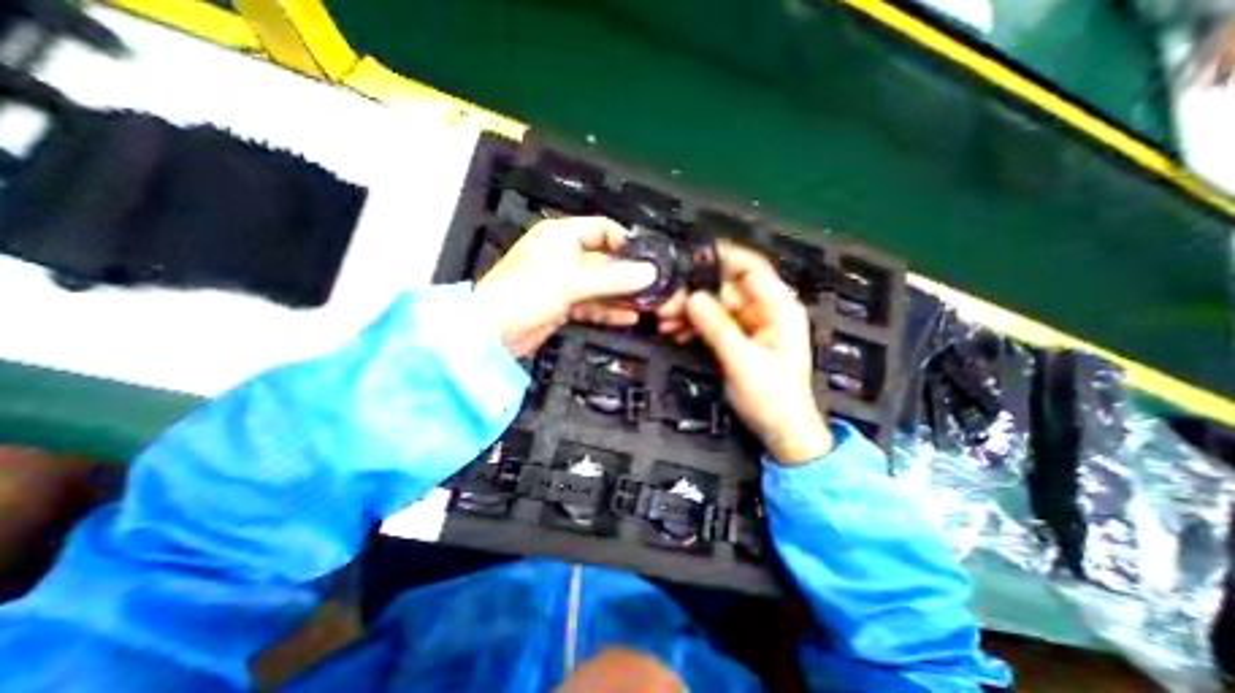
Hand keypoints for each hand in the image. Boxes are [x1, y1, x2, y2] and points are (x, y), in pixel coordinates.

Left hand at [473, 216, 660, 357]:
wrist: (492, 334)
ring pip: (600, 285)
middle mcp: (564, 256)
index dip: (625, 242)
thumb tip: (649, 272)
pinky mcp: (563, 305)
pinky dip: (608, 310)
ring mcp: (564, 282)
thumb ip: (612, 278)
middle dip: (628, 273)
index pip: (602, 229)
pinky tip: (629, 317)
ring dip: (621, 294)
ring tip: (647, 303)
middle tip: (653, 286)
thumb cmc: (523, 295)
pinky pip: (592, 304)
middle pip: (605, 260)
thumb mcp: (571, 282)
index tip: (647, 259)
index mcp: (561, 236)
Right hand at [671, 245, 833, 464]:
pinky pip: (711, 324)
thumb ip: (718, 327)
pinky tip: (675, 333)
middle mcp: (763, 311)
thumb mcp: (743, 361)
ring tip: (664, 323)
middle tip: (665, 304)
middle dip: (695, 295)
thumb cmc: (772, 397)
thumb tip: (693, 297)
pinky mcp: (736, 340)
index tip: (691, 257)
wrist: (781, 432)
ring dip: (689, 313)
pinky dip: (693, 327)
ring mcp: (748, 326)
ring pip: (714, 307)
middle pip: (725, 290)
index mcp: (778, 308)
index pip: (752, 269)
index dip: (723, 258)